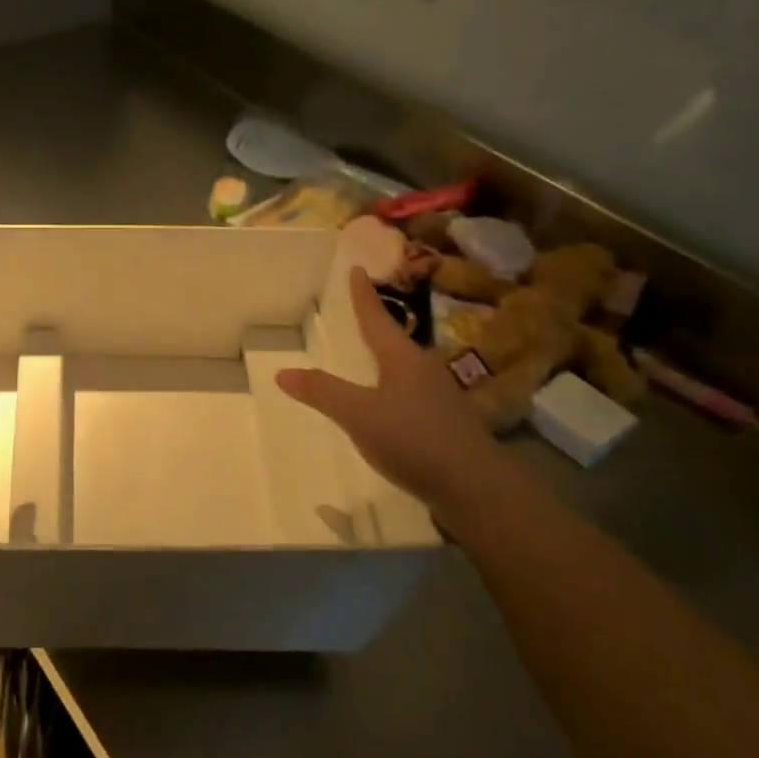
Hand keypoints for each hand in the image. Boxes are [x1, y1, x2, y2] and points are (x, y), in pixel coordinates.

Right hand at [277, 267, 508, 518]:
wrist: (477, 488)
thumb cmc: (414, 439)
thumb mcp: (359, 415)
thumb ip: (322, 392)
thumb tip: (281, 371)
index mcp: (402, 359)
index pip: (376, 319)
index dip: (363, 296)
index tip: (357, 269)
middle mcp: (424, 370)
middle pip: (395, 341)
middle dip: (377, 326)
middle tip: (358, 312)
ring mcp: (439, 397)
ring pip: (406, 368)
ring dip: (386, 359)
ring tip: (369, 356)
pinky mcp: (446, 424)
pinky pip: (412, 394)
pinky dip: (393, 389)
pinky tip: (387, 404)